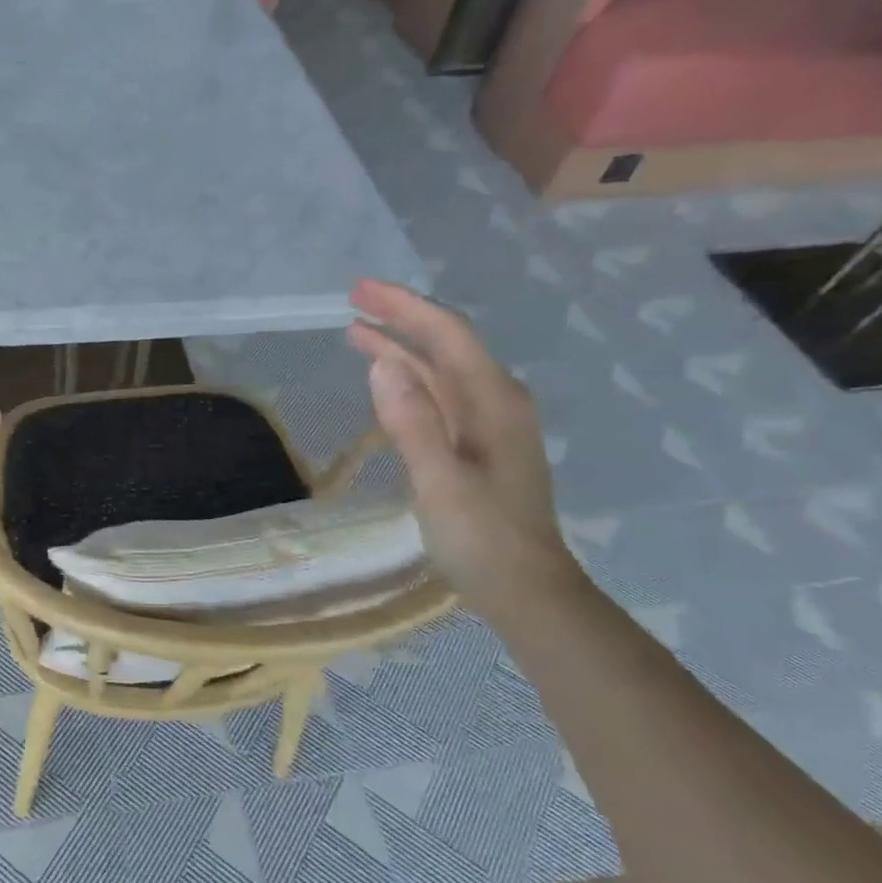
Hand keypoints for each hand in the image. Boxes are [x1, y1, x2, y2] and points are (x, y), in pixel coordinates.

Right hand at [346, 280, 584, 618]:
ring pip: (441, 371)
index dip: (405, 307)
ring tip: (357, 333)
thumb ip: (413, 423)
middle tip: (353, 302)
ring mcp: (490, 424)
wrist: (528, 591)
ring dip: (402, 348)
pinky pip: (440, 396)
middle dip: (401, 319)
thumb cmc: (483, 538)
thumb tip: (382, 364)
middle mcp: (497, 402)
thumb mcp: (441, 482)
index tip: (360, 291)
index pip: (447, 335)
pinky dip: (410, 380)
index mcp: (494, 402)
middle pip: (446, 345)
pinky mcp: (478, 445)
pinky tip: (389, 381)